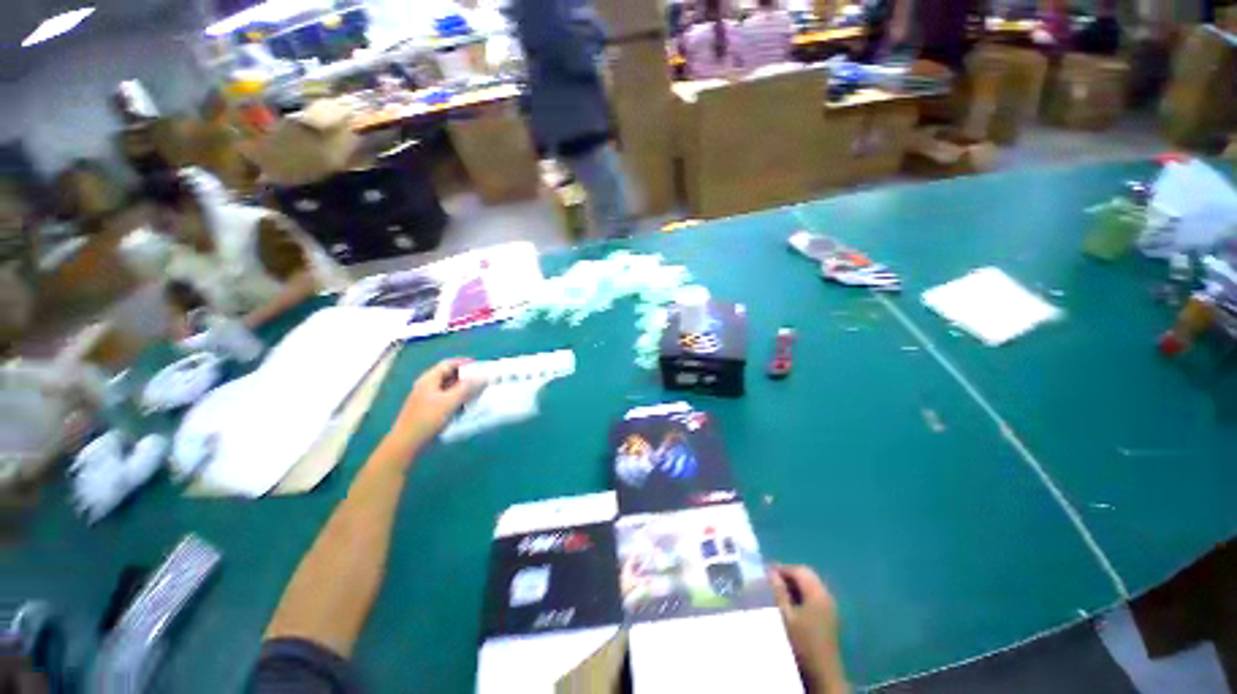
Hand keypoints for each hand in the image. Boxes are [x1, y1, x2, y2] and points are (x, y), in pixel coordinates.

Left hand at [391, 359, 482, 448]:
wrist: (407, 443)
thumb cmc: (428, 419)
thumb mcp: (450, 401)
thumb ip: (467, 387)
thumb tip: (483, 376)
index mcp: (429, 379)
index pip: (448, 364)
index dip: (464, 363)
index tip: (480, 366)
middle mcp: (427, 386)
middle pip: (448, 376)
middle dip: (466, 377)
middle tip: (482, 380)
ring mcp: (427, 398)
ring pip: (448, 388)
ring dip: (463, 389)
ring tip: (478, 393)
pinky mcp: (429, 410)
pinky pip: (447, 399)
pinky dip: (458, 399)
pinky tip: (467, 406)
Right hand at [769, 565, 848, 693]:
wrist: (823, 674)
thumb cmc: (802, 643)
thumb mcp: (785, 617)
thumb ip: (778, 592)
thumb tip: (771, 573)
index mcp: (817, 593)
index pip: (799, 570)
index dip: (782, 569)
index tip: (765, 573)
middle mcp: (826, 596)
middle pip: (806, 575)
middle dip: (788, 575)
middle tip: (771, 581)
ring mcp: (829, 606)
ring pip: (810, 585)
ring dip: (794, 584)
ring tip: (777, 591)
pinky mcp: (829, 616)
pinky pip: (814, 595)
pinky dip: (801, 594)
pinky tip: (790, 604)